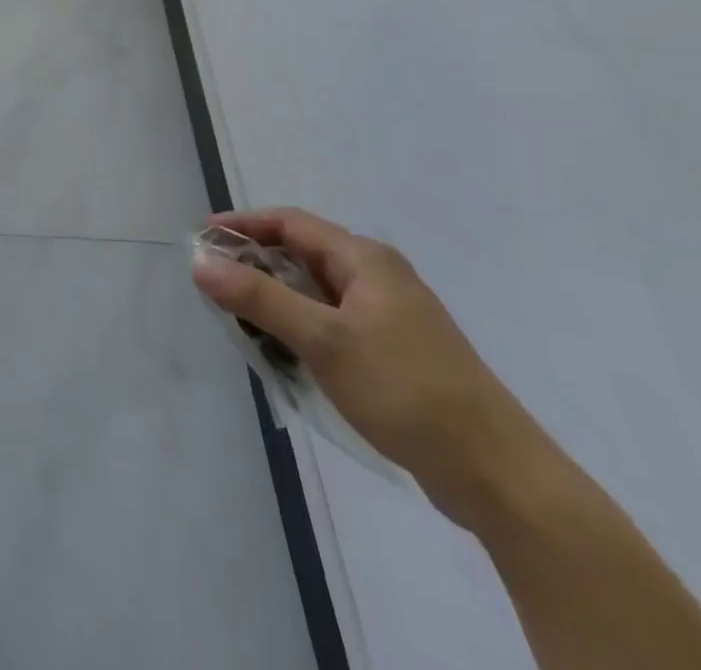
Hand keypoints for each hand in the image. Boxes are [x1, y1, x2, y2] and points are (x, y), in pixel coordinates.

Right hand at [192, 207, 544, 526]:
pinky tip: (284, 352)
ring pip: (315, 291)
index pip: (290, 223)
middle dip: (254, 264)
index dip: (243, 225)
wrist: (500, 477)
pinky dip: (300, 326)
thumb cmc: (407, 392)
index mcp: (366, 260)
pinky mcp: (395, 351)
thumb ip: (259, 297)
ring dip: (275, 299)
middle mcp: (378, 277)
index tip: (201, 239)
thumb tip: (200, 263)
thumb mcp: (323, 340)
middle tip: (213, 283)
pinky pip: (331, 321)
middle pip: (301, 254)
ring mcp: (390, 315)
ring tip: (239, 320)